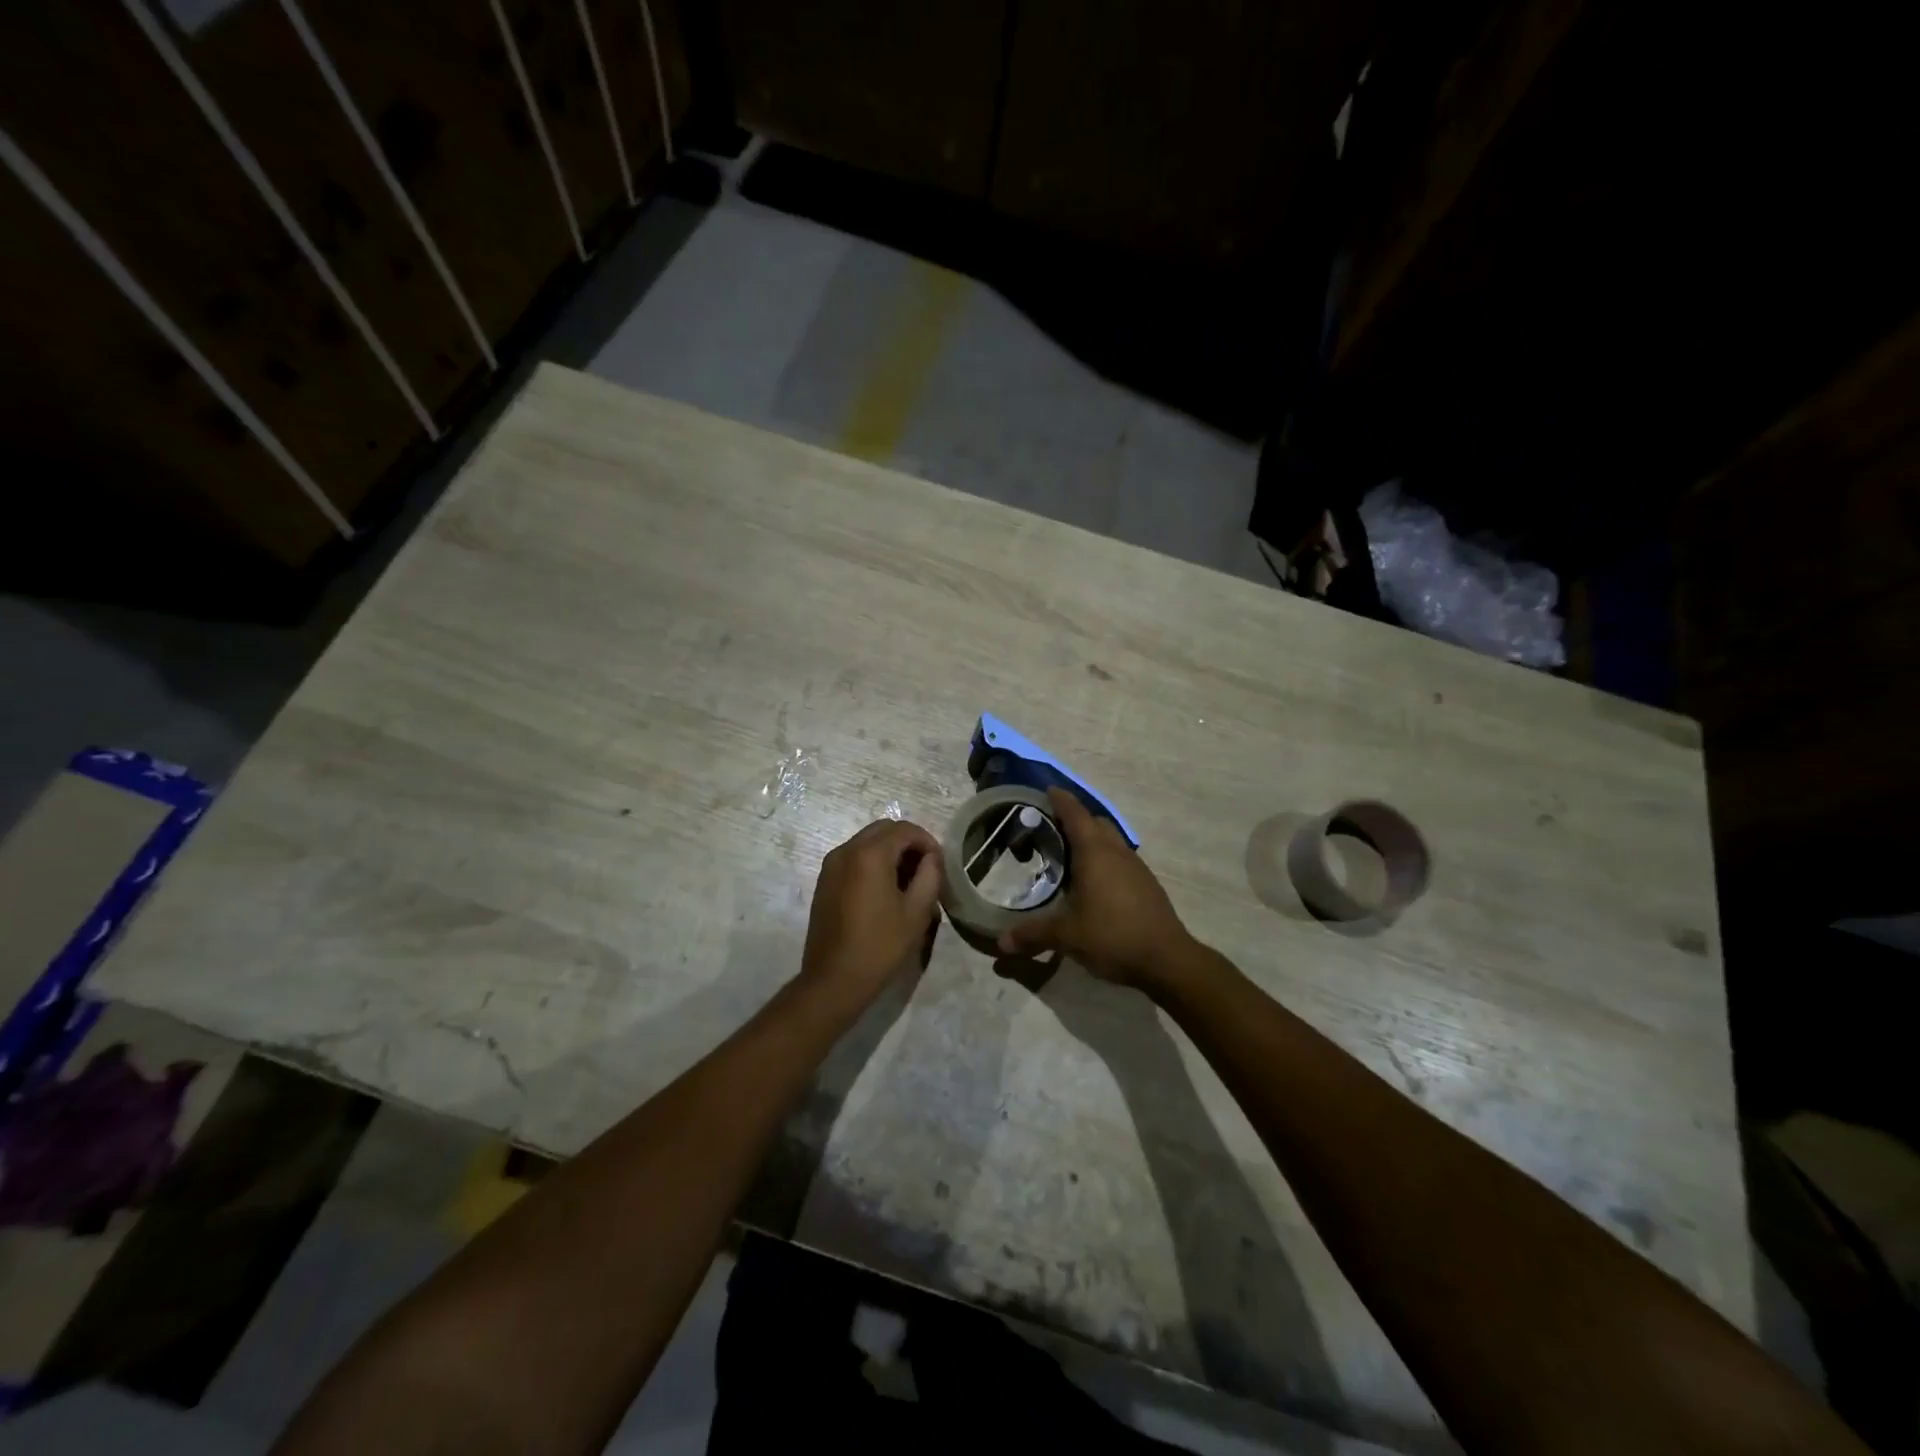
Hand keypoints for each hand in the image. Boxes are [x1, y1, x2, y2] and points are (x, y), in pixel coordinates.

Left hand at [800, 819, 943, 1007]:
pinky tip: (884, 891)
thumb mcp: (917, 911)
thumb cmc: (880, 946)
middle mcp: (846, 850)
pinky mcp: (824, 881)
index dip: (927, 841)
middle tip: (925, 869)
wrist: (833, 980)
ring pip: (867, 842)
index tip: (940, 864)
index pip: (905, 830)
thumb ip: (930, 875)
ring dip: (890, 852)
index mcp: (870, 854)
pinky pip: (853, 858)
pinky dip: (872, 863)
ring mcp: (831, 865)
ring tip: (907, 882)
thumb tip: (931, 858)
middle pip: (884, 830)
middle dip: (908, 843)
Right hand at [996, 788, 1193, 989]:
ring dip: (1091, 841)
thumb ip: (1033, 934)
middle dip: (1074, 819)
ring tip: (1068, 856)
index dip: (1060, 800)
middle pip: (1095, 823)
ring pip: (1110, 841)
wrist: (1166, 959)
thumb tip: (1001, 943)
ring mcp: (1136, 867)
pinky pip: (1120, 860)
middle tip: (1050, 828)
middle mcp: (1116, 852)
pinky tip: (1093, 884)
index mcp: (1095, 852)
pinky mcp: (1147, 885)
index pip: (1075, 813)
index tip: (1046, 791)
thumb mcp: (1066, 936)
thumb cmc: (1112, 935)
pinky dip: (1104, 861)